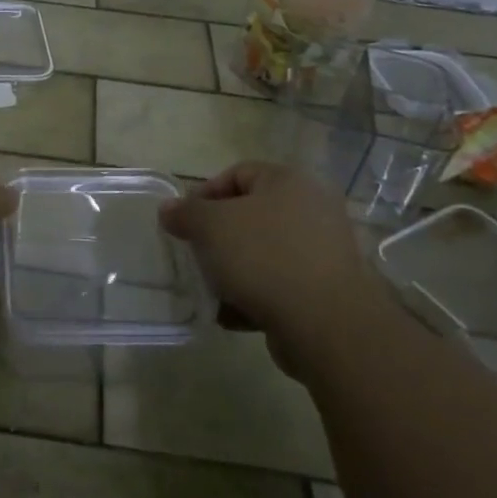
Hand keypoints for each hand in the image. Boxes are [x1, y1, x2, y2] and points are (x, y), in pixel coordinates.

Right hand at [160, 162, 382, 377]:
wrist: (327, 324)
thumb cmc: (265, 257)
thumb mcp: (211, 226)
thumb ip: (185, 213)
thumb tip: (168, 209)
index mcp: (288, 181)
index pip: (237, 173)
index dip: (204, 194)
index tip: (183, 222)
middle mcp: (312, 209)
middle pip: (250, 216)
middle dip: (218, 237)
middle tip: (195, 255)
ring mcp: (323, 251)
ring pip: (263, 253)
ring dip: (234, 271)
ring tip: (211, 290)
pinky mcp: (326, 291)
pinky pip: (280, 285)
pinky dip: (255, 297)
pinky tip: (232, 316)